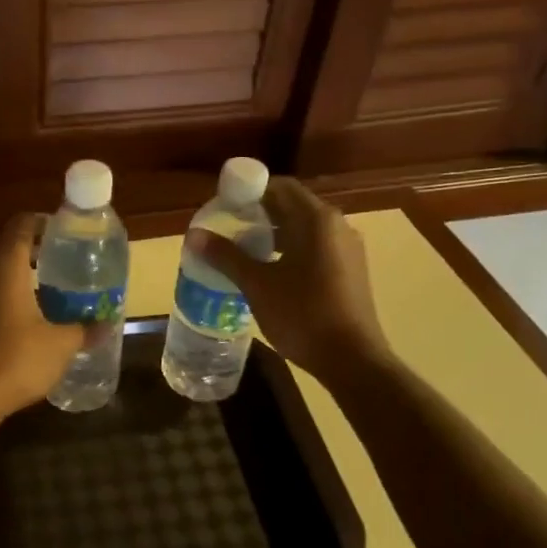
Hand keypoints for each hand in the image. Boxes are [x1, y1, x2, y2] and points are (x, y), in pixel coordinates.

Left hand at [0, 214, 88, 414]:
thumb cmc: (19, 357)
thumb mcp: (61, 344)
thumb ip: (84, 330)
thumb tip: (107, 325)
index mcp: (6, 270)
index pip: (20, 226)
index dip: (41, 222)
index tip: (64, 231)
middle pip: (12, 253)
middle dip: (40, 256)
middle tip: (69, 267)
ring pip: (3, 280)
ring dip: (28, 283)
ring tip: (57, 297)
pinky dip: (15, 304)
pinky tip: (36, 326)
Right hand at [189, 178, 388, 383]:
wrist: (352, 360)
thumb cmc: (303, 315)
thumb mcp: (257, 285)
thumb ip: (225, 256)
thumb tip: (193, 235)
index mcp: (316, 219)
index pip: (280, 187)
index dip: (249, 191)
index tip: (224, 207)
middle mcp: (337, 225)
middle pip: (292, 206)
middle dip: (259, 214)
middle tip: (228, 230)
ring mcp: (348, 249)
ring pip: (304, 229)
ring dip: (274, 234)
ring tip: (244, 252)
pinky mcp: (351, 270)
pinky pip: (316, 247)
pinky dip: (291, 250)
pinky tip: (272, 272)